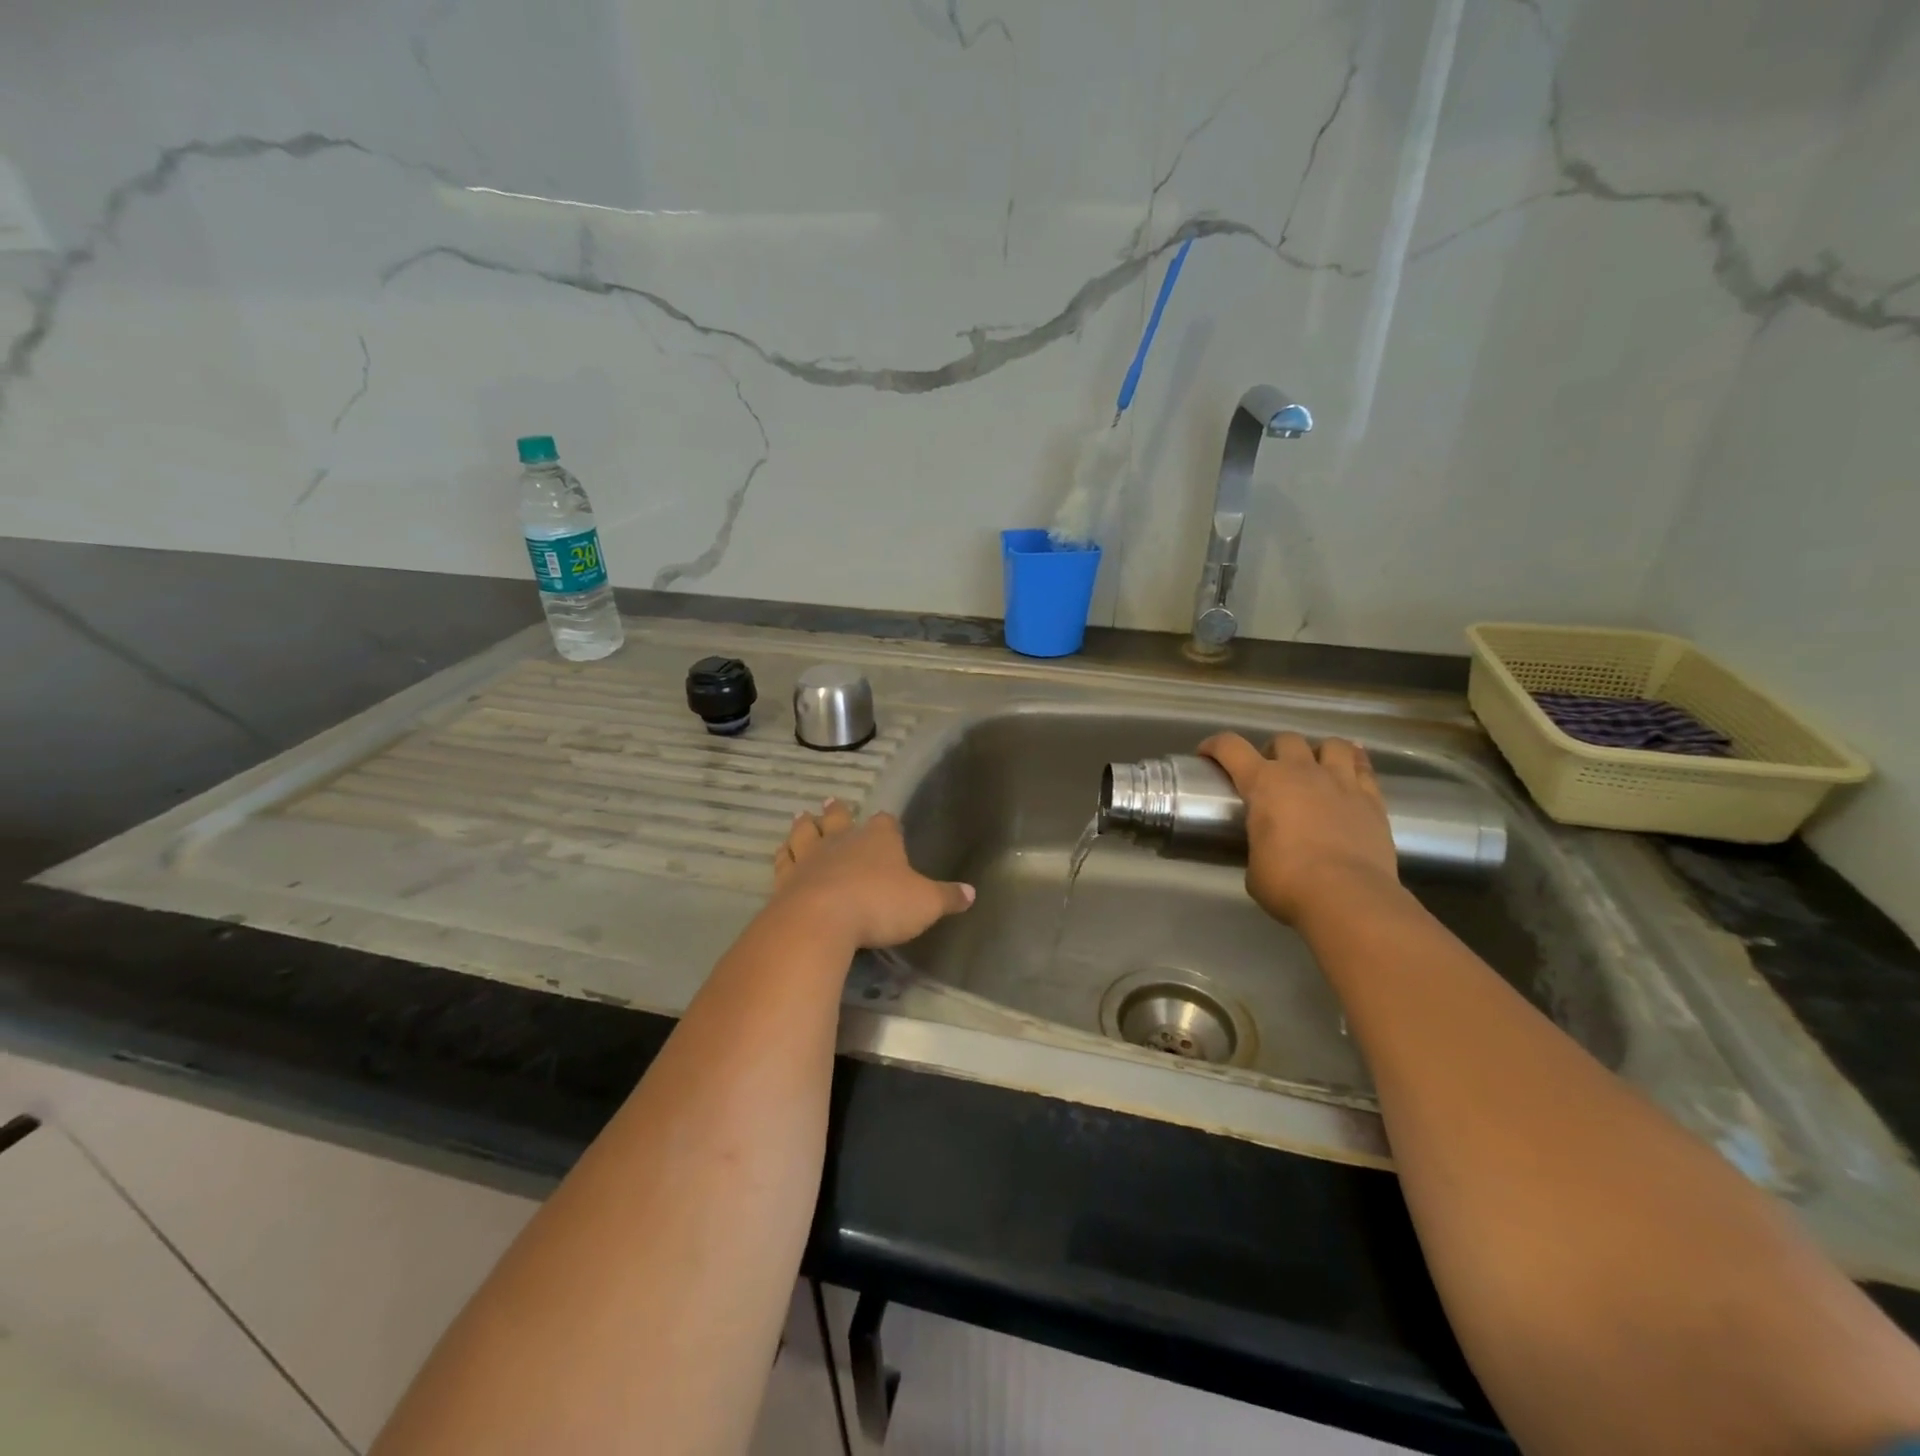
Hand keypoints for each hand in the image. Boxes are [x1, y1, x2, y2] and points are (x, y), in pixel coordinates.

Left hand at [770, 799, 973, 949]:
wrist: (821, 919)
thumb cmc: (879, 905)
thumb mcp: (925, 904)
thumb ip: (946, 897)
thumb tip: (971, 893)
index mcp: (879, 840)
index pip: (885, 823)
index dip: (887, 824)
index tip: (887, 824)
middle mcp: (843, 841)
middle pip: (839, 818)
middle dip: (839, 812)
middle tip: (833, 802)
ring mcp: (810, 857)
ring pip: (806, 832)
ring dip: (805, 825)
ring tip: (803, 816)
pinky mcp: (785, 879)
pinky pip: (783, 861)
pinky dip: (783, 854)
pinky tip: (782, 853)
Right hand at [1198, 732, 1400, 926]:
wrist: (1348, 898)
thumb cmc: (1288, 883)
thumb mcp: (1254, 866)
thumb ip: (1258, 845)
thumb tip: (1267, 850)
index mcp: (1263, 784)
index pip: (1231, 747)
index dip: (1214, 745)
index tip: (1206, 754)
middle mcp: (1302, 772)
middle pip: (1285, 739)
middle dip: (1273, 751)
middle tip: (1270, 774)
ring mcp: (1341, 782)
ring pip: (1332, 744)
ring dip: (1318, 752)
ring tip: (1315, 770)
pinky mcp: (1373, 799)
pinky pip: (1364, 766)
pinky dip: (1354, 764)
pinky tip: (1351, 774)